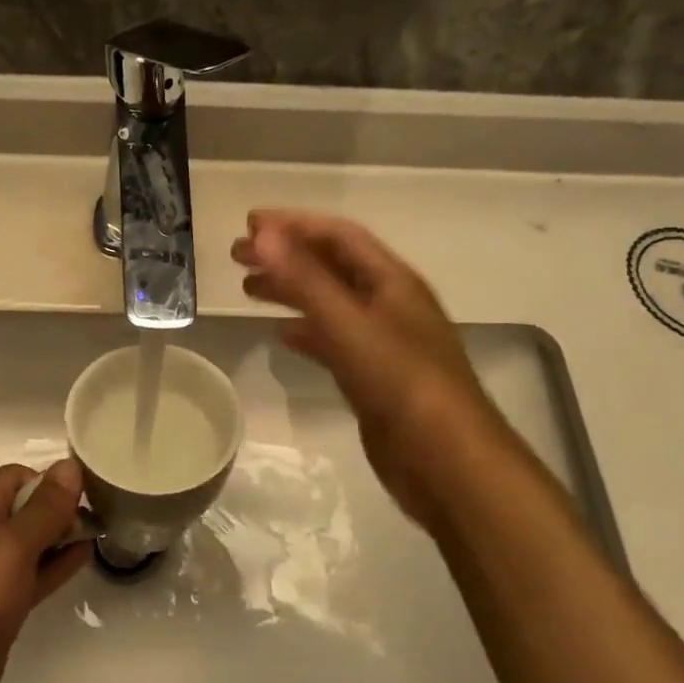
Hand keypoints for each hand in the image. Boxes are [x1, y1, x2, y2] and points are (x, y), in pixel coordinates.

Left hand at [0, 459, 89, 682]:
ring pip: (29, 543)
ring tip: (101, 532)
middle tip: (102, 515)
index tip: (88, 495)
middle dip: (59, 509)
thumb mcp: (12, 546)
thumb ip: (45, 507)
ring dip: (60, 536)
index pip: (17, 476)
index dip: (51, 482)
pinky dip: (54, 565)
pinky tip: (83, 559)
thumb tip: (70, 464)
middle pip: (24, 507)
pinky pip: (29, 574)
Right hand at [232, 208, 523, 533]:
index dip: (294, 224)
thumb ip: (303, 278)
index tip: (250, 222)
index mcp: (391, 281)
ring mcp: (383, 341)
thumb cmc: (399, 382)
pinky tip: (283, 335)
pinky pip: (334, 340)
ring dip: (292, 290)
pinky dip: (306, 331)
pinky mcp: (374, 376)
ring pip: (330, 302)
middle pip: (331, 266)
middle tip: (238, 255)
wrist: (445, 460)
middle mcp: (389, 304)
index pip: (339, 236)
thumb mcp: (347, 323)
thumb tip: (262, 233)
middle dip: (286, 255)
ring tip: (249, 289)